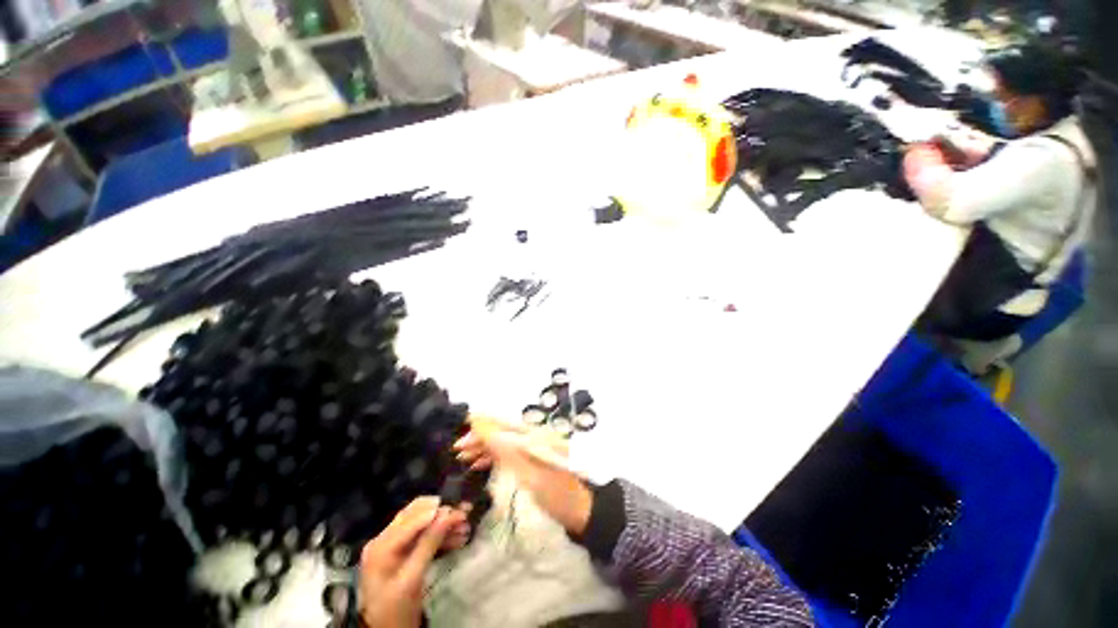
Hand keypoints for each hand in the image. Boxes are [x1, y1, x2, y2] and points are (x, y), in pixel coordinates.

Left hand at [359, 497, 465, 627]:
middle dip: (443, 513)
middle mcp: (385, 539)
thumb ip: (428, 544)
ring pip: (423, 525)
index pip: (413, 519)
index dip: (438, 512)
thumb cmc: (394, 609)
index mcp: (382, 545)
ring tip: (465, 527)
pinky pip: (423, 537)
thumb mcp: (412, 579)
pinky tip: (458, 538)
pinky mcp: (402, 553)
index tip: (462, 511)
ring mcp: (392, 546)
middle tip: (465, 513)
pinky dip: (440, 536)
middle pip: (417, 515)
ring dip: (444, 525)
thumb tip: (447, 514)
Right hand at [455, 417, 591, 535]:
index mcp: (533, 435)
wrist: (584, 510)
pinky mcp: (534, 458)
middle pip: (501, 430)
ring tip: (463, 457)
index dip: (480, 426)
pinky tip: (480, 463)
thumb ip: (505, 450)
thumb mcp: (529, 474)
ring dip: (484, 446)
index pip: (501, 424)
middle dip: (479, 437)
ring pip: (504, 440)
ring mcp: (534, 446)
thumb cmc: (557, 494)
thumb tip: (482, 427)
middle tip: (457, 451)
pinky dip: (494, 455)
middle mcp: (533, 435)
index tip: (459, 435)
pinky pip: (510, 451)